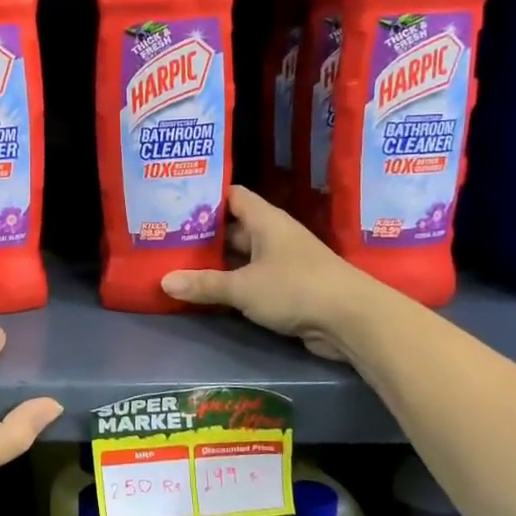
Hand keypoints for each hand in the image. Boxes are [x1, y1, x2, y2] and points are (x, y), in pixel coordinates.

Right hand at [161, 185, 366, 360]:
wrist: (352, 320)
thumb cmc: (296, 288)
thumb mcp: (243, 287)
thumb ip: (204, 284)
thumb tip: (164, 282)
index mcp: (265, 220)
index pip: (232, 196)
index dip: (205, 197)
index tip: (175, 202)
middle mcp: (274, 235)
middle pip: (233, 228)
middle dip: (203, 234)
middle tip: (166, 238)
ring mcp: (282, 262)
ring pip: (241, 256)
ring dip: (216, 262)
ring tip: (177, 263)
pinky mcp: (287, 287)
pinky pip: (251, 279)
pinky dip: (231, 283)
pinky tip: (206, 291)